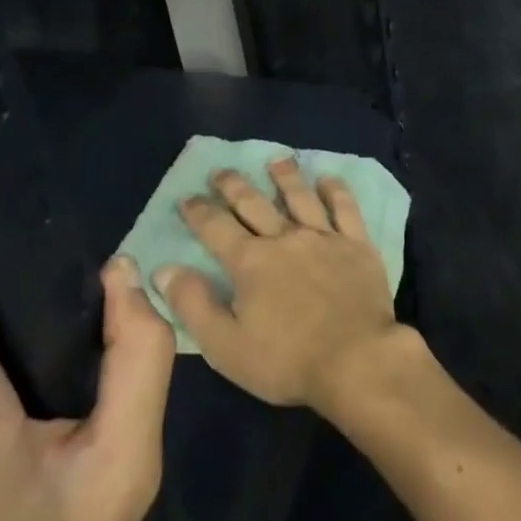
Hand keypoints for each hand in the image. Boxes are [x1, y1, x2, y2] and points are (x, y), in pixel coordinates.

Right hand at [156, 157, 404, 416]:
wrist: (356, 361)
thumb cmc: (287, 361)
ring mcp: (323, 237)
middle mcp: (284, 237)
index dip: (199, 211)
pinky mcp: (356, 244)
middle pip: (254, 203)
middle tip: (220, 170)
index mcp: (250, 261)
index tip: (187, 197)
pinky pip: (345, 208)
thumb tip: (163, 269)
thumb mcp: (226, 346)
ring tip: (275, 159)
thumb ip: (193, 305)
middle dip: (233, 185)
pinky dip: (335, 190)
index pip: (216, 227)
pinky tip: (328, 178)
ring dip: (285, 176)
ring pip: (299, 196)